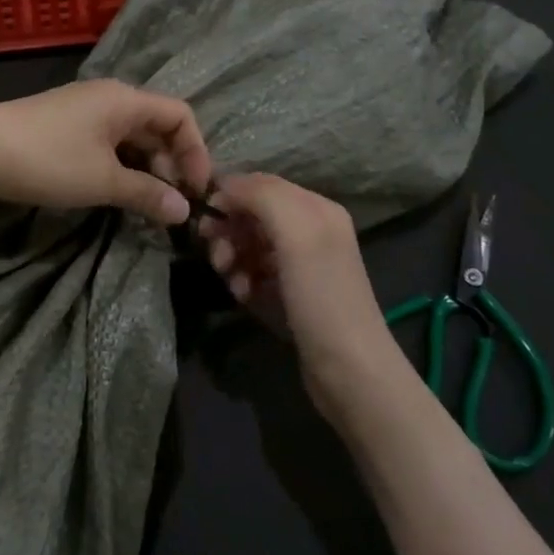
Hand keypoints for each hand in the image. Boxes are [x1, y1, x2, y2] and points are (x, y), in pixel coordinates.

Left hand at [0, 81, 212, 225]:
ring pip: (130, 136)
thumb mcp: (103, 181)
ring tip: (146, 202)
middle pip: (156, 125)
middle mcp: (108, 97)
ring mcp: (83, 109)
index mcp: (125, 99)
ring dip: (145, 167)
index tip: (196, 190)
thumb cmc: (48, 160)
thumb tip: (183, 211)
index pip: (180, 115)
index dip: (196, 152)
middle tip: (171, 202)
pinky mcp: (63, 125)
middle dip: (171, 163)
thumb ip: (147, 194)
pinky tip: (115, 190)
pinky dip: (120, 164)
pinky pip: (106, 141)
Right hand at [199, 174, 405, 421]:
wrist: (349, 370)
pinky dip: (242, 280)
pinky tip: (244, 296)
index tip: (204, 220)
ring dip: (232, 258)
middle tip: (218, 257)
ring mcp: (300, 264)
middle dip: (228, 231)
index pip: (259, 184)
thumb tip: (224, 187)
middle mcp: (309, 230)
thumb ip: (263, 196)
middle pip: (252, 214)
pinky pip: (254, 273)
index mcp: (316, 208)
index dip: (228, 196)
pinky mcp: (290, 293)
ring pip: (249, 244)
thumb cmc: (322, 297)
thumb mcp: (297, 234)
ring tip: (232, 281)